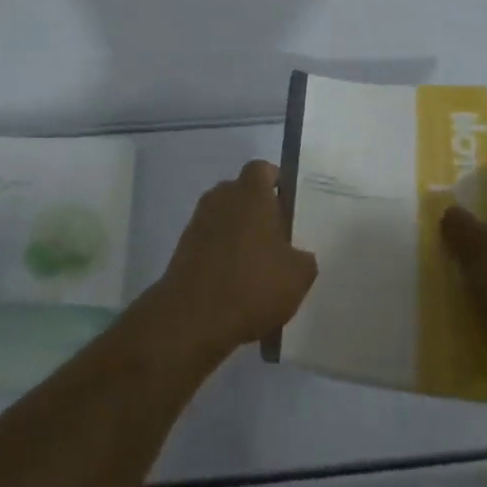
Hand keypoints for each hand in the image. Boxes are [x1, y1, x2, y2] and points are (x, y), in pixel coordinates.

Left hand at [152, 160, 317, 359]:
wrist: (193, 317)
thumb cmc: (252, 285)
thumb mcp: (298, 276)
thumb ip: (303, 257)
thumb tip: (296, 254)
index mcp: (250, 193)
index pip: (263, 170)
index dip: (277, 183)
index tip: (289, 207)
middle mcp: (220, 197)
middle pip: (243, 193)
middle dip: (259, 212)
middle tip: (278, 241)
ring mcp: (198, 221)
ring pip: (226, 218)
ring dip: (240, 235)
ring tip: (258, 269)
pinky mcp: (183, 247)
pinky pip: (211, 241)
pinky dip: (222, 255)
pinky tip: (237, 285)